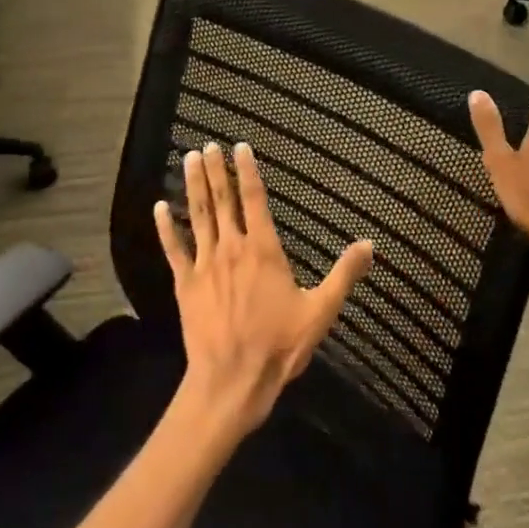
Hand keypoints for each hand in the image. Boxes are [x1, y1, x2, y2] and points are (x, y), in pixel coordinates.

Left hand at [155, 142, 373, 440]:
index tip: (240, 147)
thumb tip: (369, 244)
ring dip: (193, 186)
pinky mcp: (185, 284)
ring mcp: (205, 264)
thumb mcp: (321, 311)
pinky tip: (158, 207)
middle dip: (215, 170)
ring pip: (198, 216)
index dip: (247, 171)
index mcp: (263, 250)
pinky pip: (174, 249)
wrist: (232, 381)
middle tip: (208, 145)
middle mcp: (232, 248)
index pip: (254, 199)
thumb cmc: (278, 345)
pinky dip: (166, 227)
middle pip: (222, 200)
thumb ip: (344, 274)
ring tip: (188, 158)